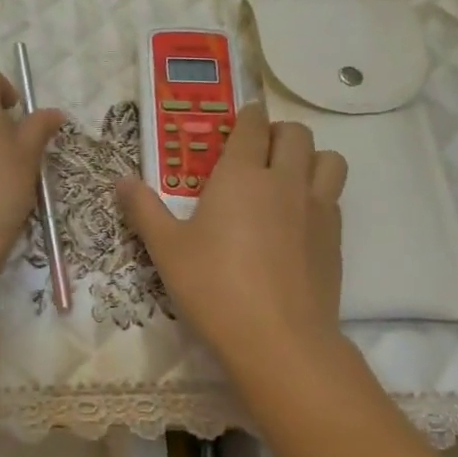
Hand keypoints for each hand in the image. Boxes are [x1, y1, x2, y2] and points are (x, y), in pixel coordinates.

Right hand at [118, 102, 347, 371]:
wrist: (279, 339)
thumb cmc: (214, 287)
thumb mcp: (166, 249)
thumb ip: (144, 210)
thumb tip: (121, 181)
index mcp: (241, 175)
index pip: (252, 126)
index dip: (248, 117)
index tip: (241, 120)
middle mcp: (284, 181)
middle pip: (296, 134)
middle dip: (278, 133)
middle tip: (259, 151)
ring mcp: (317, 208)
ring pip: (328, 159)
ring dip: (309, 157)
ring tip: (288, 177)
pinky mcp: (336, 238)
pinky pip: (334, 196)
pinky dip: (320, 193)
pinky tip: (299, 220)